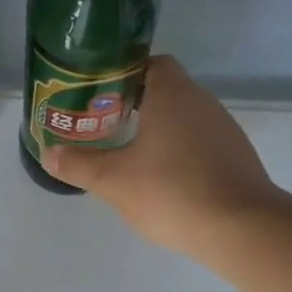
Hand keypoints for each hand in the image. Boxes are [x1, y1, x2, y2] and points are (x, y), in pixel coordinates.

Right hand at [44, 56, 281, 258]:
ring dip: (158, 130)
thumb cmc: (172, 192)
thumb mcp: (113, 181)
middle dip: (133, 105)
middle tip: (103, 126)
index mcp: (172, 94)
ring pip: (183, 118)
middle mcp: (202, 102)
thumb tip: (49, 153)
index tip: (99, 96)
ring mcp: (224, 129)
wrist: (242, 229)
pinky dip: (179, 152)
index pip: (150, 63)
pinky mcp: (236, 157)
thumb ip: (78, 165)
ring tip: (128, 154)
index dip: (123, 75)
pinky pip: (200, 143)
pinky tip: (163, 179)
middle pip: (165, 90)